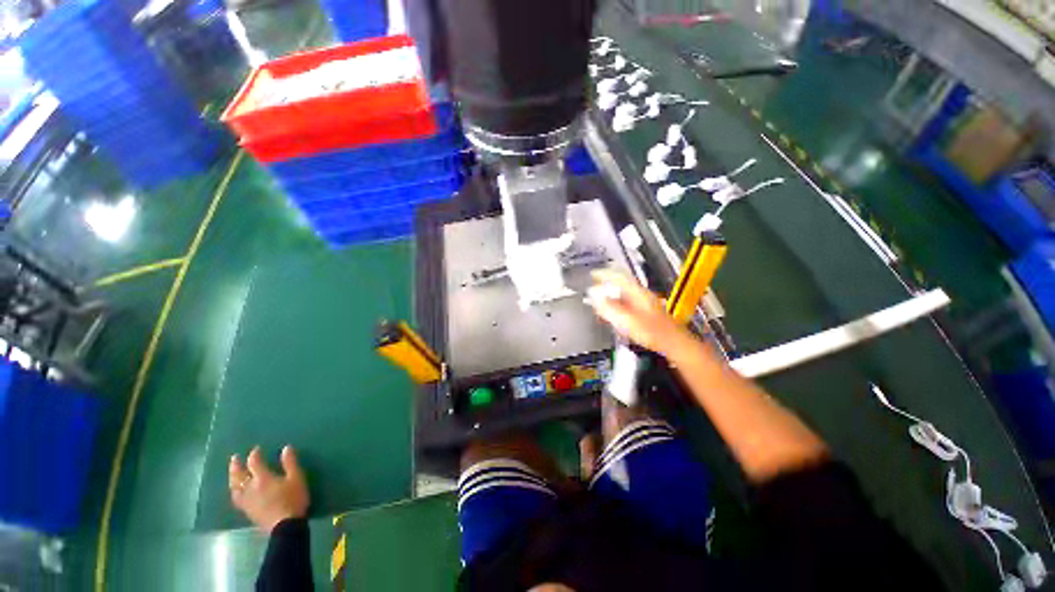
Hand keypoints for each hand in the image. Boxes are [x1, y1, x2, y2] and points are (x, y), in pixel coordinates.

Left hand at [230, 445, 308, 532]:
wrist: (285, 525)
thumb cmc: (293, 499)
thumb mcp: (297, 478)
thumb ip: (290, 463)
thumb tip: (286, 448)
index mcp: (263, 478)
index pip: (254, 463)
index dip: (254, 455)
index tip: (256, 449)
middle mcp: (250, 487)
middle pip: (239, 475)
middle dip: (236, 466)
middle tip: (235, 458)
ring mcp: (246, 500)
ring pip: (234, 487)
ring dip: (232, 478)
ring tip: (232, 473)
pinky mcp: (247, 510)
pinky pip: (236, 498)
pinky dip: (234, 491)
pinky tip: (236, 491)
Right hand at [587, 269, 693, 356]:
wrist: (672, 343)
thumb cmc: (651, 331)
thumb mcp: (625, 319)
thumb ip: (608, 307)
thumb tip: (594, 296)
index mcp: (638, 293)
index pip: (619, 277)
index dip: (605, 274)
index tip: (594, 274)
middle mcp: (642, 296)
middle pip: (621, 286)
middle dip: (606, 287)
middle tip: (594, 290)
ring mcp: (645, 304)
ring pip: (624, 295)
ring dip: (611, 297)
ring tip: (600, 302)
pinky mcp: (646, 314)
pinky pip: (627, 304)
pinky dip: (617, 306)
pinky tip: (613, 314)